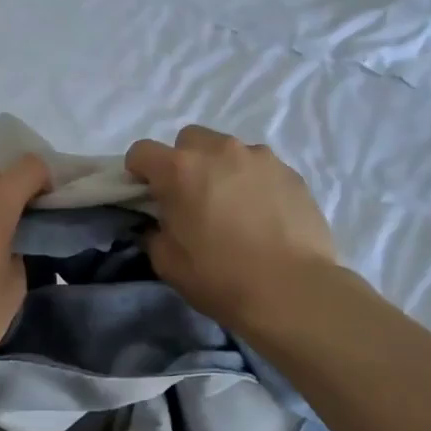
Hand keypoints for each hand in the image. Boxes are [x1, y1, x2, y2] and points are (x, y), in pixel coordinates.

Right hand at [125, 126, 336, 332]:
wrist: (291, 290)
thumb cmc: (221, 278)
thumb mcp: (168, 264)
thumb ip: (155, 233)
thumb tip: (159, 224)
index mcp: (180, 170)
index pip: (142, 151)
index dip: (138, 172)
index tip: (147, 196)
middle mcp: (219, 151)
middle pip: (188, 140)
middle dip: (183, 163)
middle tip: (192, 199)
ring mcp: (259, 157)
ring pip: (228, 150)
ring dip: (221, 169)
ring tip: (233, 207)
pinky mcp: (290, 171)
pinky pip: (260, 167)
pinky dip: (253, 182)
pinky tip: (263, 214)